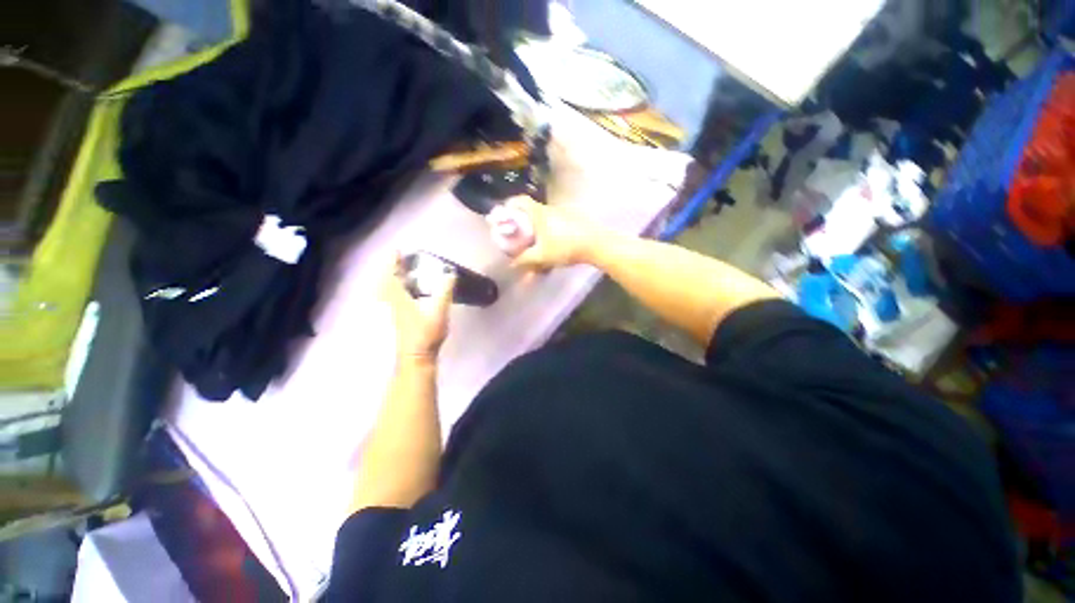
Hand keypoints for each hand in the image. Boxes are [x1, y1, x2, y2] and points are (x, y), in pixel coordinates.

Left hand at [382, 253, 455, 361]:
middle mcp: (390, 302)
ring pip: (386, 289)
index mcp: (398, 297)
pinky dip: (394, 289)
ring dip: (391, 278)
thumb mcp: (439, 310)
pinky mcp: (394, 318)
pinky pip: (390, 297)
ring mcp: (391, 311)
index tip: (397, 249)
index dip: (393, 261)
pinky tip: (405, 291)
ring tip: (402, 271)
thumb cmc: (426, 333)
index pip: (392, 274)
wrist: (416, 356)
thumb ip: (445, 290)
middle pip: (385, 280)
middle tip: (400, 259)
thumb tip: (450, 273)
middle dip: (391, 268)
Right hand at [500, 196, 601, 271]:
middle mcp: (551, 208)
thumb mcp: (542, 256)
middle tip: (520, 233)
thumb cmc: (565, 247)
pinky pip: (557, 220)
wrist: (596, 244)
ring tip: (537, 240)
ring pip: (546, 216)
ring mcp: (564, 212)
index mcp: (540, 213)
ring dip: (539, 225)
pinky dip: (551, 228)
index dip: (510, 204)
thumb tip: (511, 264)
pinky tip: (555, 241)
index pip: (521, 200)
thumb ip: (525, 260)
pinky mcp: (575, 218)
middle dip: (524, 220)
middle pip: (532, 210)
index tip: (505, 214)